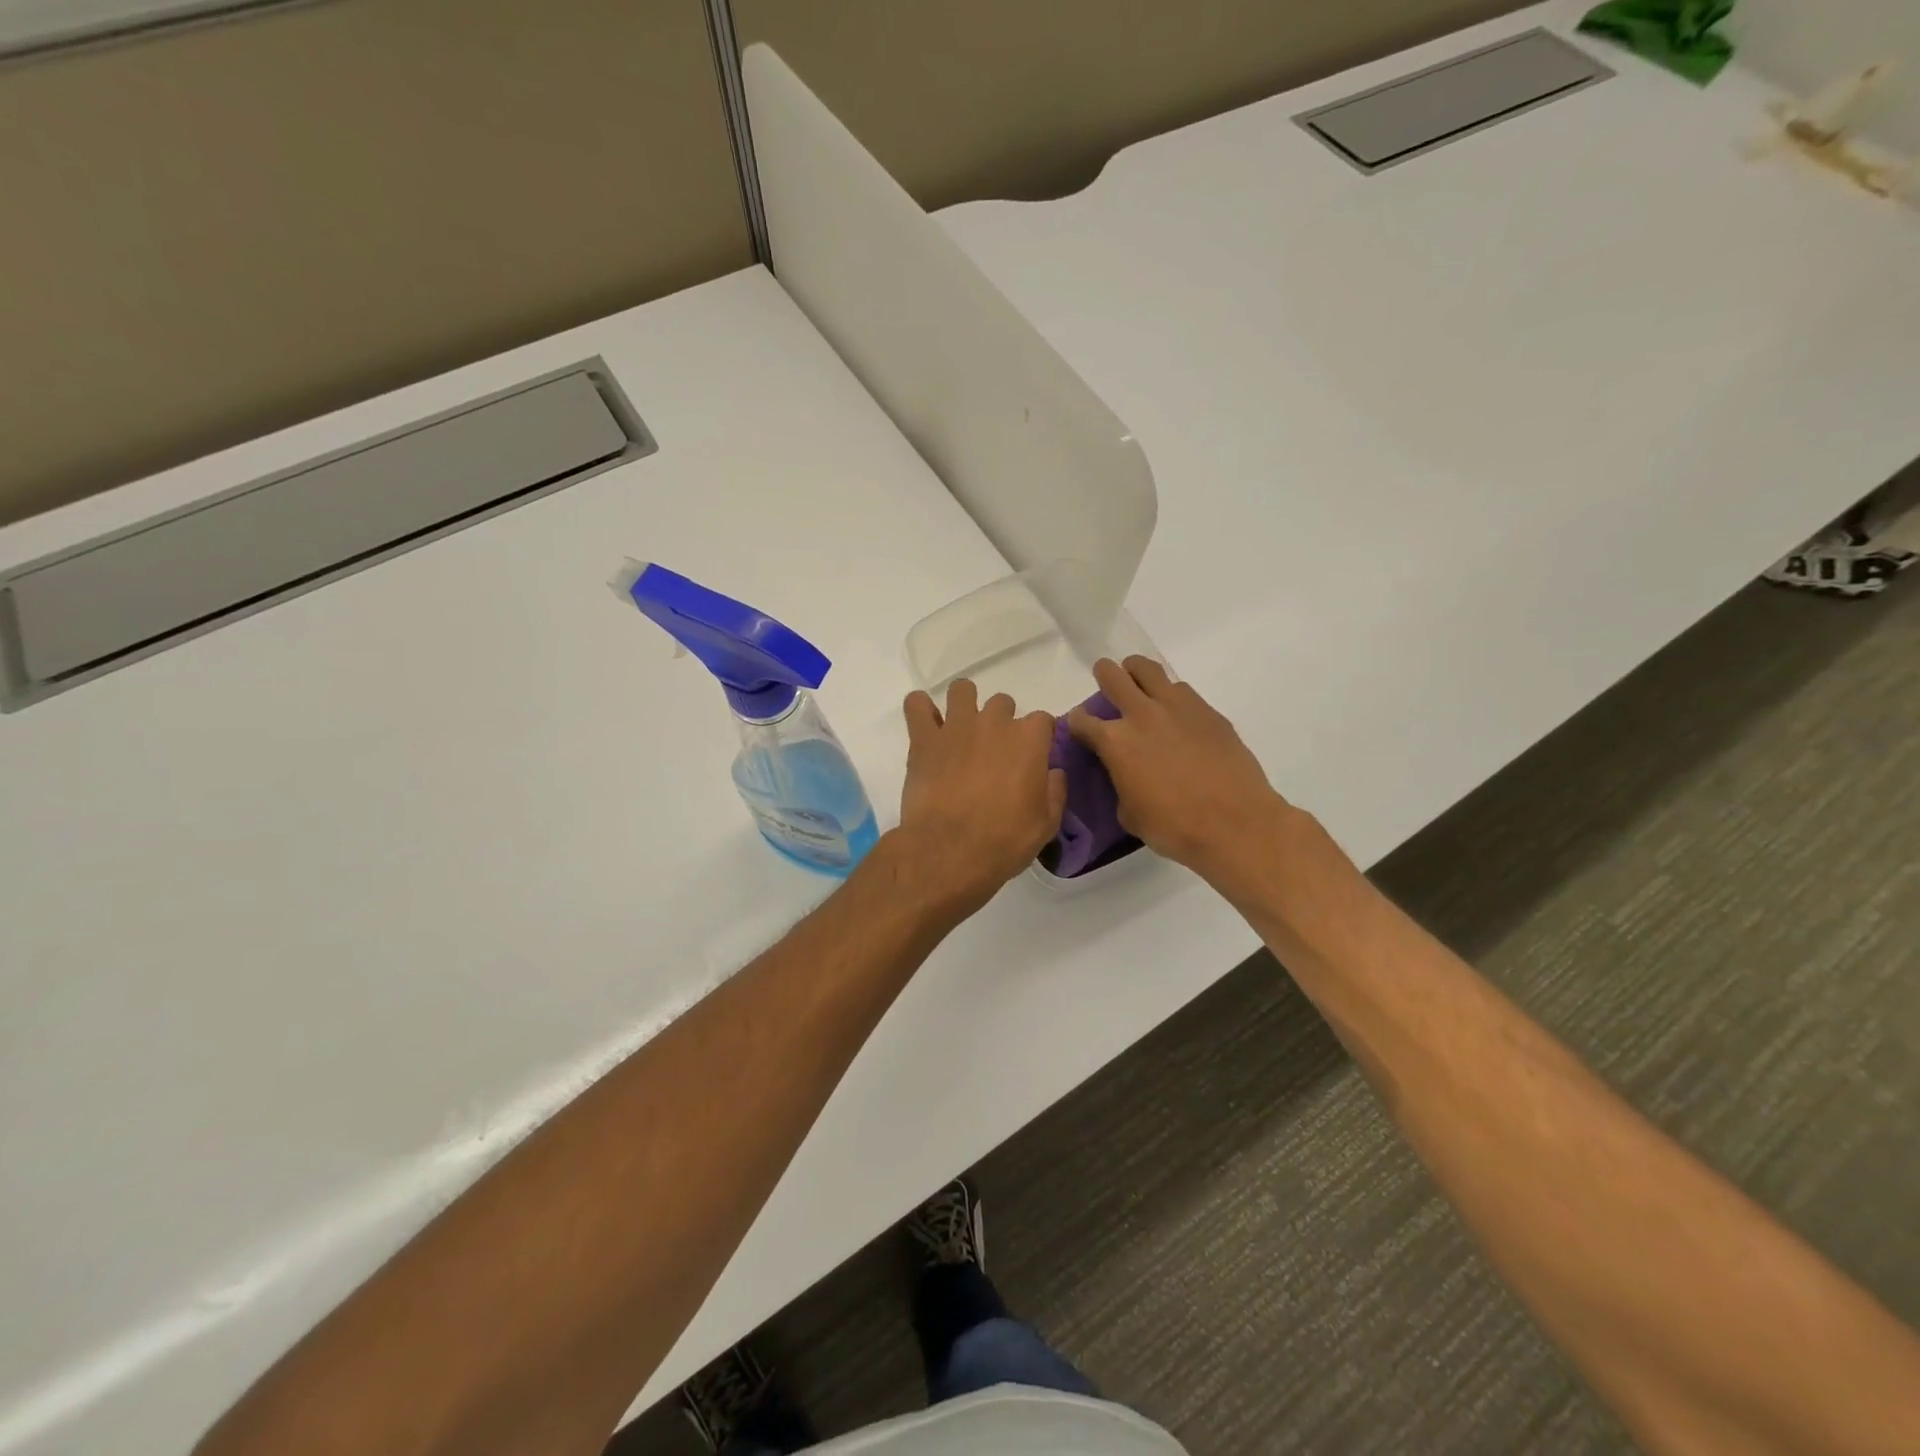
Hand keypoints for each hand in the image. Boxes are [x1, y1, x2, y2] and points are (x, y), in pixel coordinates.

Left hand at [895, 680, 1066, 911]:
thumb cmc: (1005, 841)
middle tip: (992, 752)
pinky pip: (916, 705)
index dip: (1038, 738)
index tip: (1032, 757)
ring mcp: (956, 726)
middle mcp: (994, 722)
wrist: (950, 851)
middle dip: (1000, 722)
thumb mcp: (1046, 824)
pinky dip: (920, 710)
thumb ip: (1054, 791)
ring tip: (960, 731)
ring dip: (963, 704)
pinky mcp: (924, 739)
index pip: (1042, 720)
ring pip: (961, 690)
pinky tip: (926, 726)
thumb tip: (1053, 772)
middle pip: (1002, 703)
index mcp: (1029, 740)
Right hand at [1067, 657, 1290, 884]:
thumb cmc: (1174, 827)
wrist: (1235, 824)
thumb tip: (1126, 776)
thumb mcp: (1130, 814)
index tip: (1079, 727)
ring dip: (1138, 674)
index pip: (1082, 720)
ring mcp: (1178, 708)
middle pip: (1113, 676)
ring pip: (1149, 670)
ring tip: (1141, 686)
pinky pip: (1182, 690)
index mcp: (1115, 742)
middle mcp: (1142, 715)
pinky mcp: (1208, 711)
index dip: (1077, 723)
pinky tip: (1176, 715)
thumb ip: (1121, 784)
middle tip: (1106, 681)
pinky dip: (1171, 696)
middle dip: (1104, 675)